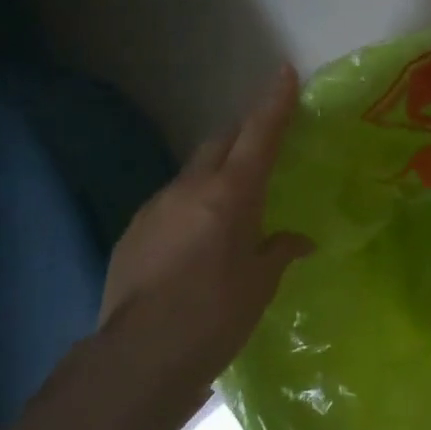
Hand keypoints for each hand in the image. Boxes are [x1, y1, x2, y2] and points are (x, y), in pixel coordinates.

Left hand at [97, 66, 313, 397]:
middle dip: (244, 134)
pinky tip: (196, 241)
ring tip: (232, 204)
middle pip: (220, 142)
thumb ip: (279, 251)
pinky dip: (191, 206)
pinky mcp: (133, 232)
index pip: (258, 135)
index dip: (274, 103)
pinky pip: (171, 203)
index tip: (284, 72)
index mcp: (230, 195)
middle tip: (264, 143)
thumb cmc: (215, 316)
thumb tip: (297, 240)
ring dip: (215, 174)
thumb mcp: (259, 284)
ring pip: (193, 172)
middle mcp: (189, 189)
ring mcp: (155, 208)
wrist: (139, 357)